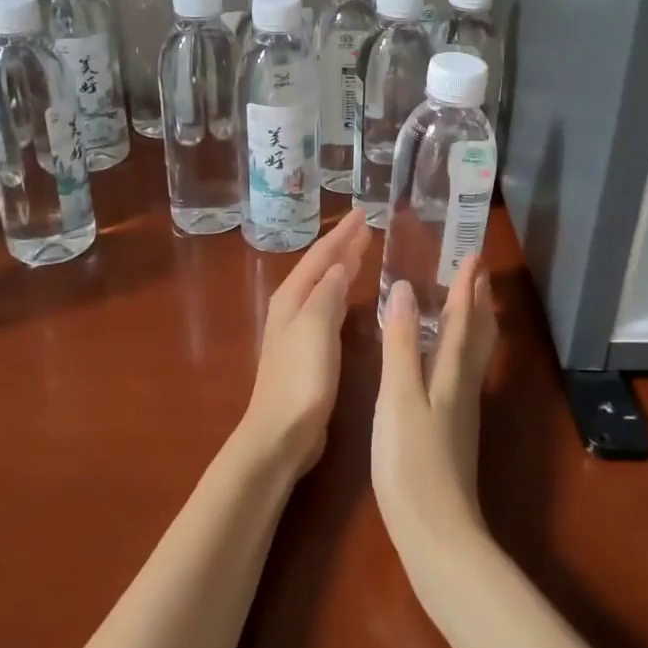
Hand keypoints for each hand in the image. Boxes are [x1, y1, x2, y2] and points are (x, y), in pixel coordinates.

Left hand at [238, 209, 369, 476]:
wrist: (281, 434)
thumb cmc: (301, 379)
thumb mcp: (316, 328)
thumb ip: (327, 293)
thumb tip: (338, 263)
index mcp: (293, 298)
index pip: (321, 255)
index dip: (342, 234)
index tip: (364, 213)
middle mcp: (293, 307)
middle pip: (320, 267)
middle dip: (342, 244)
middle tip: (366, 224)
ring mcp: (298, 330)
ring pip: (323, 284)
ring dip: (341, 265)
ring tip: (361, 249)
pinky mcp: (308, 350)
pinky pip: (327, 305)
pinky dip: (340, 290)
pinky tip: (349, 294)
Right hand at [373, 259, 499, 585]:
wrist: (436, 532)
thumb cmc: (411, 461)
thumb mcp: (398, 397)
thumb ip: (401, 344)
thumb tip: (405, 289)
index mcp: (451, 373)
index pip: (463, 318)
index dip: (466, 286)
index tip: (473, 254)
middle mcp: (463, 386)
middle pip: (477, 334)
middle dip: (478, 301)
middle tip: (478, 272)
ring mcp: (461, 410)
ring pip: (474, 355)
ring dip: (473, 323)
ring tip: (469, 304)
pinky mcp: (454, 431)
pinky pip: (463, 373)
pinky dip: (460, 350)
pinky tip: (447, 360)